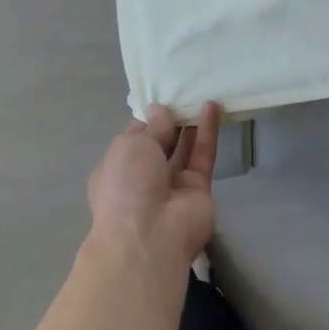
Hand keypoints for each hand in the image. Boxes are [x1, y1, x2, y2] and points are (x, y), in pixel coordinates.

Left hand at [86, 102, 222, 267]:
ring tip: (201, 94)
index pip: (133, 139)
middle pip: (160, 144)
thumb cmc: (127, 186)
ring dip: (191, 124)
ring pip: (183, 149)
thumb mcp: (132, 145)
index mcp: (116, 168)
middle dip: (171, 121)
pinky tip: (212, 107)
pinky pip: (202, 156)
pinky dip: (207, 132)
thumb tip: (160, 110)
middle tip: (185, 93)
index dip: (147, 119)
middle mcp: (143, 178)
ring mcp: (172, 186)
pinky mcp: (198, 189)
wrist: (150, 237)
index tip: (161, 98)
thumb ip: (152, 126)